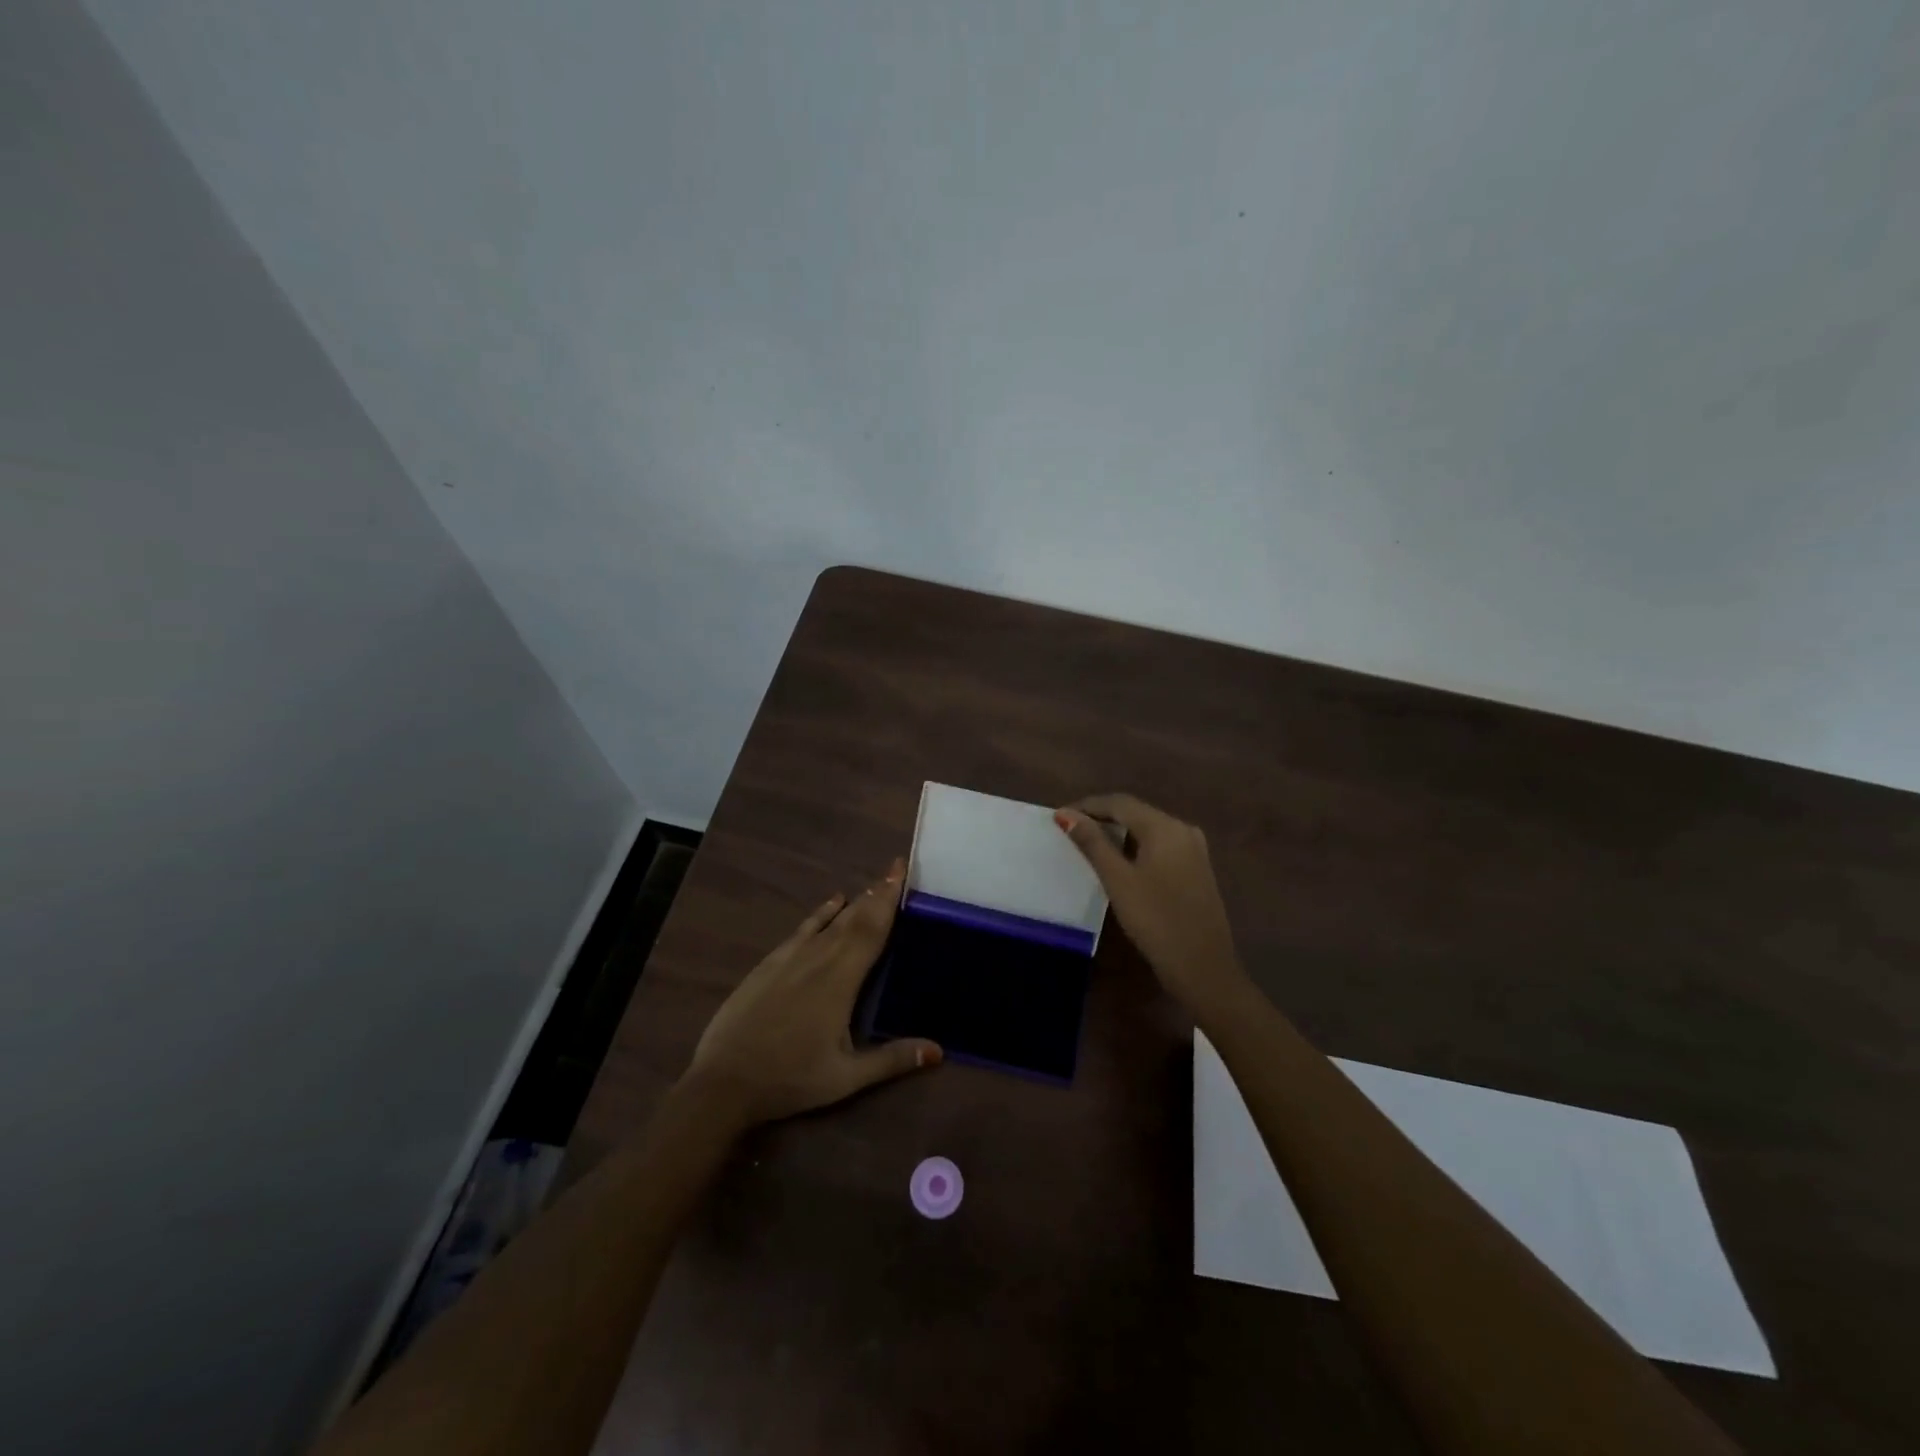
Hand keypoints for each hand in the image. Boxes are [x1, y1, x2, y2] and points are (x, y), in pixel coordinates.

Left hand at [684, 858, 941, 1127]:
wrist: (724, 1081)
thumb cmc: (790, 1078)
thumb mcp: (846, 1077)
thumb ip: (892, 1059)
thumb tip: (939, 1050)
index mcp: (841, 980)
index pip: (872, 930)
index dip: (889, 900)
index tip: (901, 871)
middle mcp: (819, 958)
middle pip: (854, 918)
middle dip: (877, 893)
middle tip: (895, 870)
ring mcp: (791, 958)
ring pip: (830, 920)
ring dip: (855, 902)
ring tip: (874, 886)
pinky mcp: (770, 964)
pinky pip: (803, 928)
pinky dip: (821, 912)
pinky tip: (832, 902)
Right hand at [1054, 794, 1247, 1013]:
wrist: (1204, 968)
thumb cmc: (1156, 921)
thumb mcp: (1118, 880)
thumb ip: (1092, 843)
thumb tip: (1066, 814)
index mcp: (1165, 827)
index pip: (1119, 802)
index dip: (1087, 806)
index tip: (1059, 817)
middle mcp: (1183, 829)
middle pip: (1135, 812)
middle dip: (1101, 817)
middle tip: (1070, 830)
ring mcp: (1194, 849)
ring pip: (1148, 829)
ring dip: (1118, 832)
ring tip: (1088, 844)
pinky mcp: (1196, 869)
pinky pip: (1160, 845)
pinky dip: (1135, 847)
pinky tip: (1119, 862)